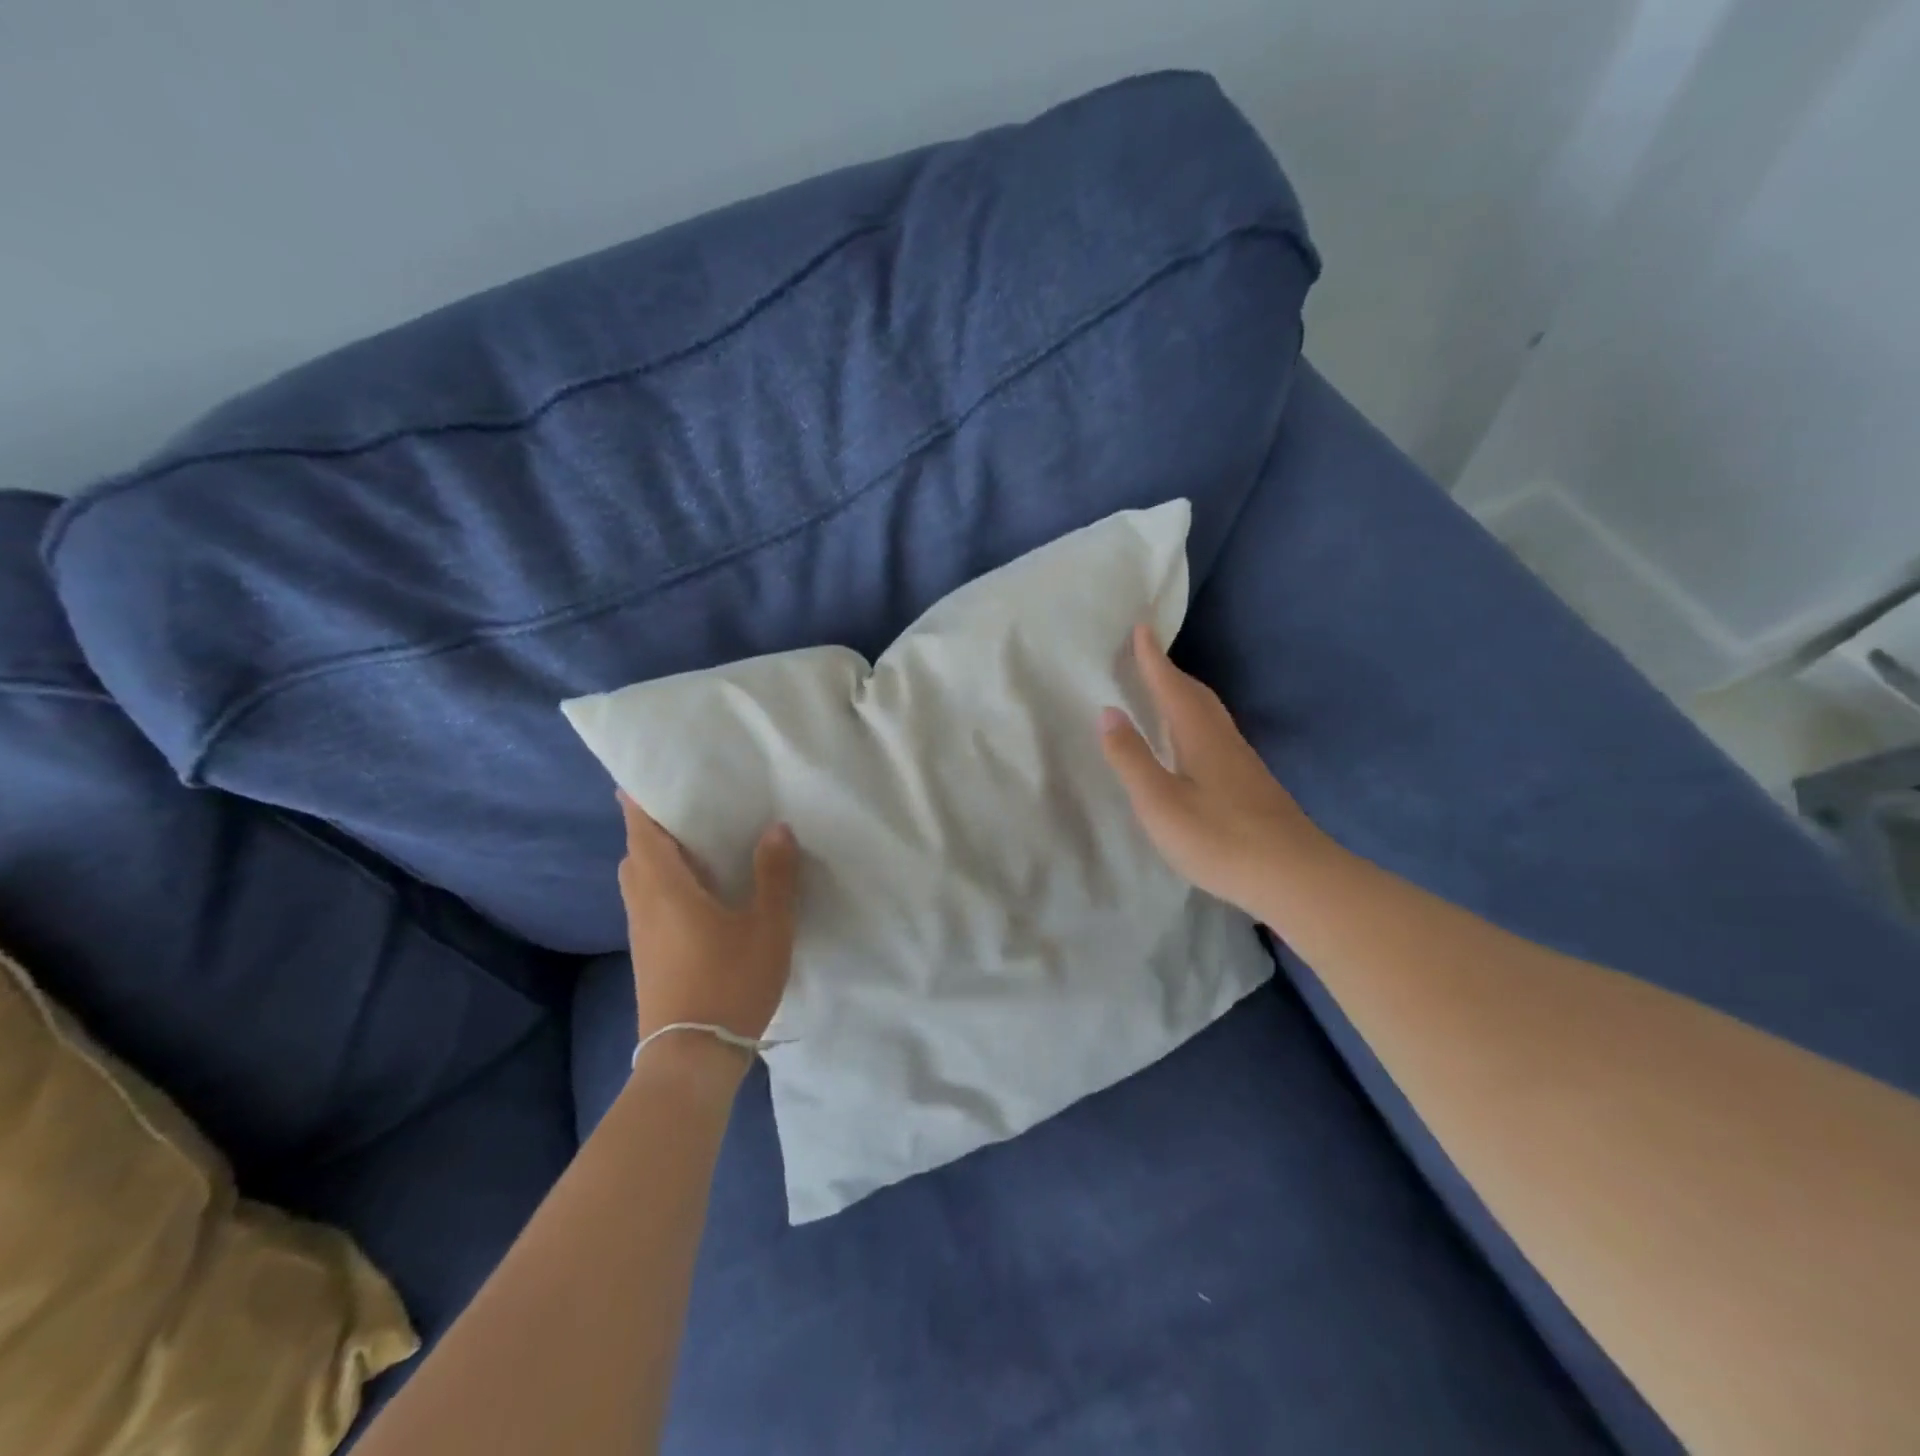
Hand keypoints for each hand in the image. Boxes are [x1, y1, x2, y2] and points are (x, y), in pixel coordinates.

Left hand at [617, 793, 798, 1051]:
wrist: (691, 1058)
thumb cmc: (730, 982)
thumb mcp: (768, 926)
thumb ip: (774, 875)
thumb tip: (776, 828)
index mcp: (666, 887)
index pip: (642, 831)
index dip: (641, 801)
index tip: (651, 775)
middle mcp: (644, 904)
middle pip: (636, 853)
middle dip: (653, 827)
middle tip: (688, 807)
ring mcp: (642, 933)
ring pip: (640, 880)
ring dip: (658, 856)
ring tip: (696, 844)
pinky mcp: (648, 956)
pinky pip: (649, 902)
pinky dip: (664, 883)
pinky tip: (699, 893)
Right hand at [1099, 623, 1327, 917]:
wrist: (1294, 877)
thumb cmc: (1219, 839)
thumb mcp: (1160, 802)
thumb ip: (1132, 757)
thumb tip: (1108, 711)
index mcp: (1200, 737)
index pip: (1172, 687)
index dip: (1153, 659)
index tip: (1142, 627)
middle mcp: (1224, 740)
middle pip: (1196, 695)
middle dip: (1170, 673)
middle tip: (1148, 658)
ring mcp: (1243, 763)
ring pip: (1210, 715)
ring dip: (1185, 696)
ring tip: (1164, 695)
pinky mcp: (1252, 785)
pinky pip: (1217, 735)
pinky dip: (1196, 722)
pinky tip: (1193, 745)